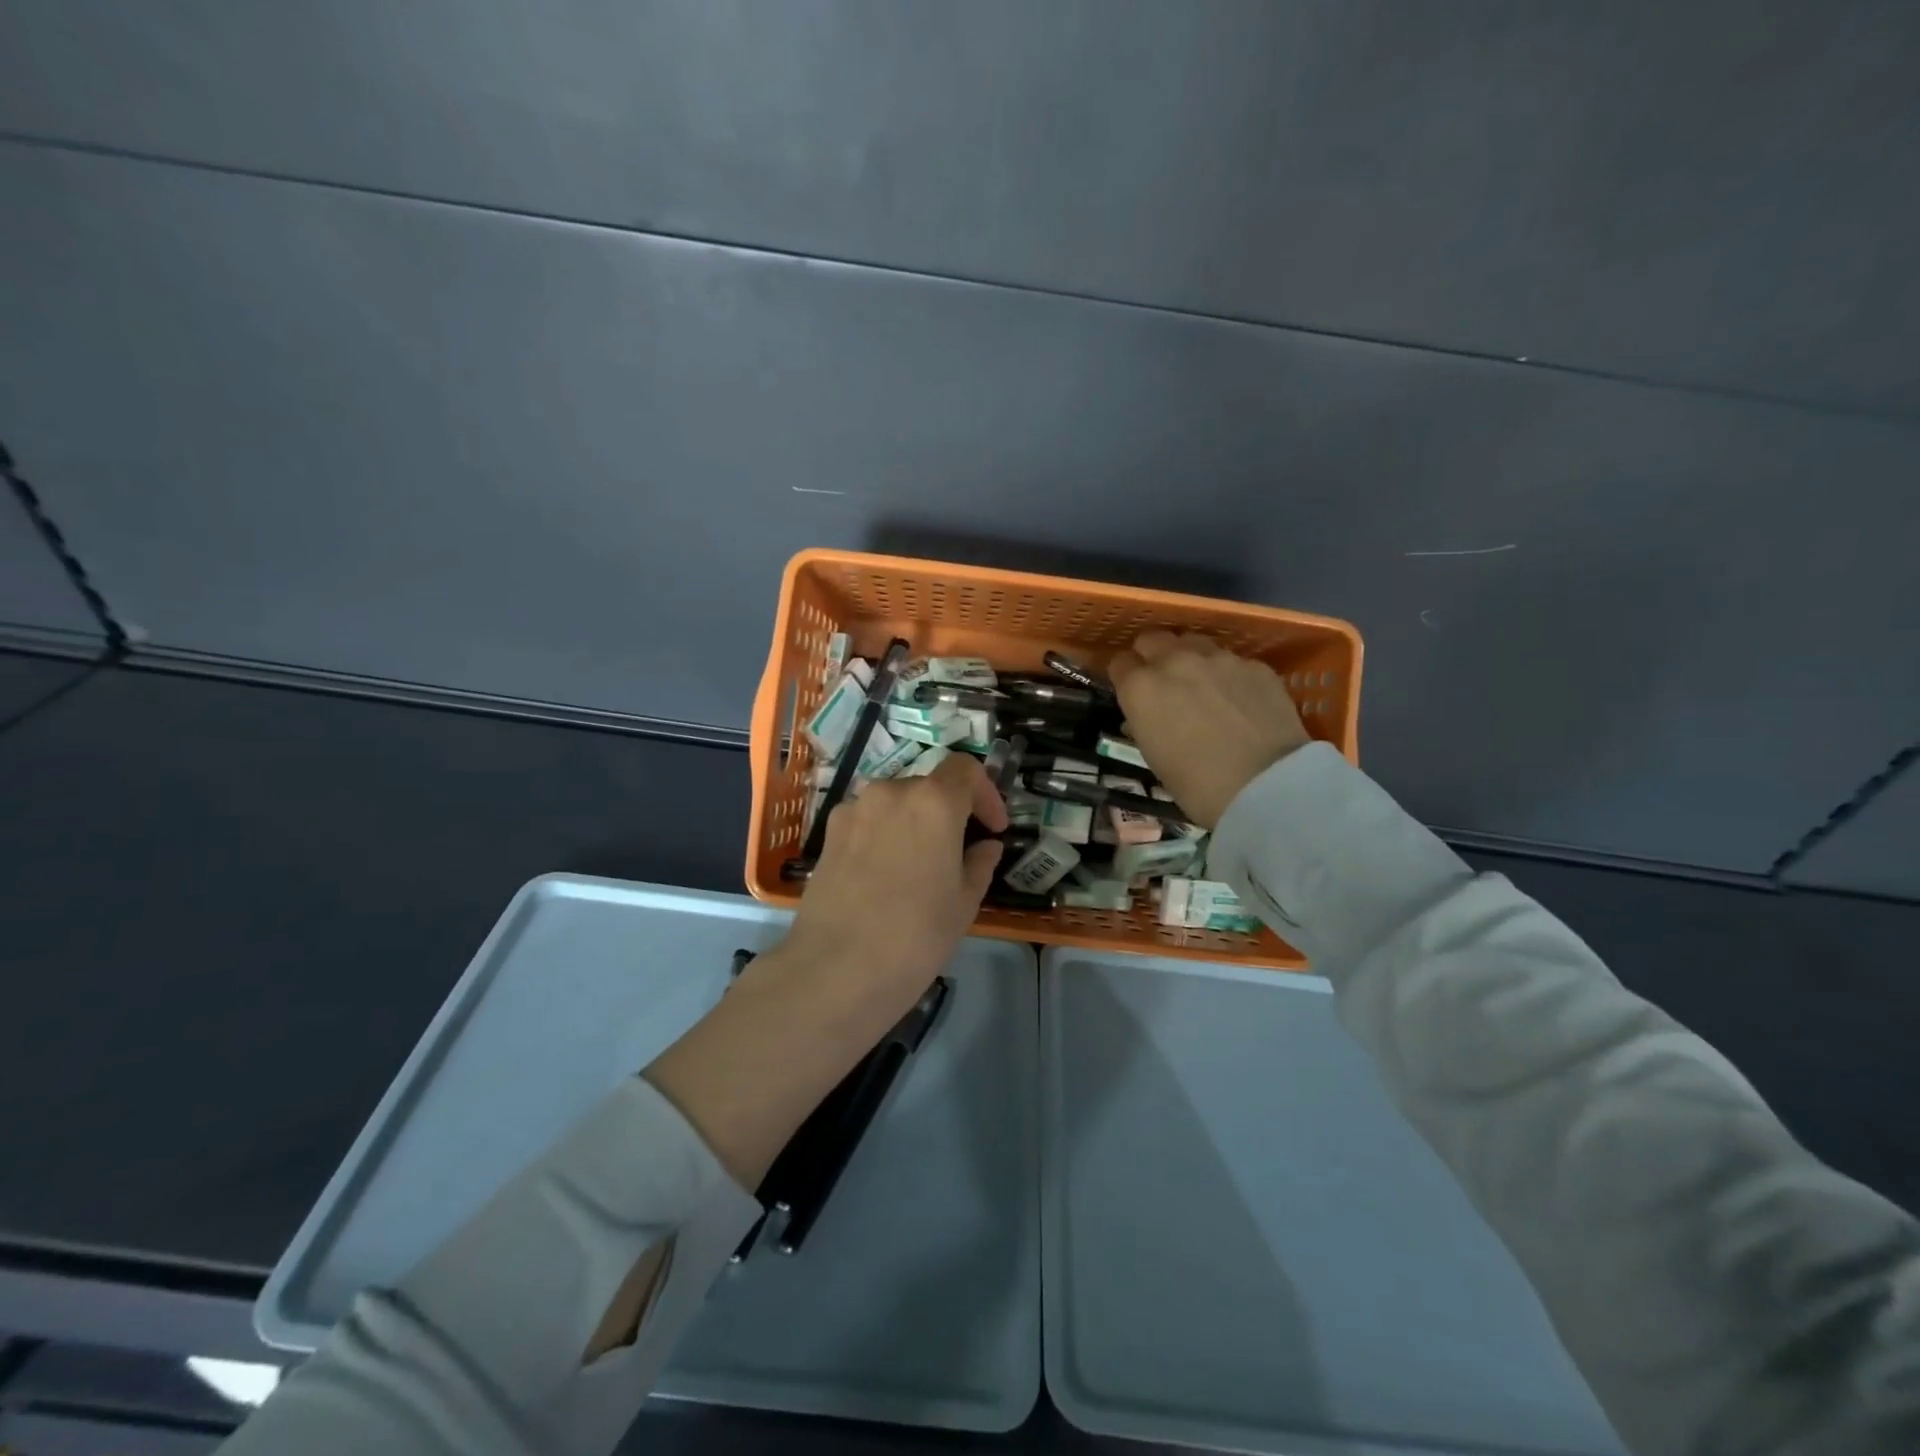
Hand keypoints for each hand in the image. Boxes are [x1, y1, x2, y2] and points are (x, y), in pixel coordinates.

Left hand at [779, 750, 1008, 1021]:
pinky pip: (867, 822)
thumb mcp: (964, 902)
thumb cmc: (916, 934)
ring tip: (919, 866)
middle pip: (928, 786)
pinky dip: (884, 835)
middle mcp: (891, 792)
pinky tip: (884, 876)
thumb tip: (986, 846)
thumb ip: (980, 863)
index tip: (993, 828)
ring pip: (894, 804)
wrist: (837, 968)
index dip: (986, 793)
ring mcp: (853, 810)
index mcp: (933, 801)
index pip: (965, 769)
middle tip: (959, 852)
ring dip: (914, 823)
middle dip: (949, 812)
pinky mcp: (828, 834)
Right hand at [1108, 631, 1309, 828]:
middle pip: (1153, 639)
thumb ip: (1144, 725)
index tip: (1131, 691)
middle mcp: (1174, 662)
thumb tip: (1145, 717)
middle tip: (1162, 682)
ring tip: (1202, 684)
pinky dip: (1228, 675)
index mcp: (1141, 688)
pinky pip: (1232, 661)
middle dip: (1152, 656)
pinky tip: (1239, 700)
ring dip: (1190, 658)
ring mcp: (1218, 659)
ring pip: (1193, 642)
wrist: (1267, 785)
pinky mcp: (1255, 666)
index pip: (1119, 663)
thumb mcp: (1154, 758)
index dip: (1124, 676)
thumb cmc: (1198, 786)